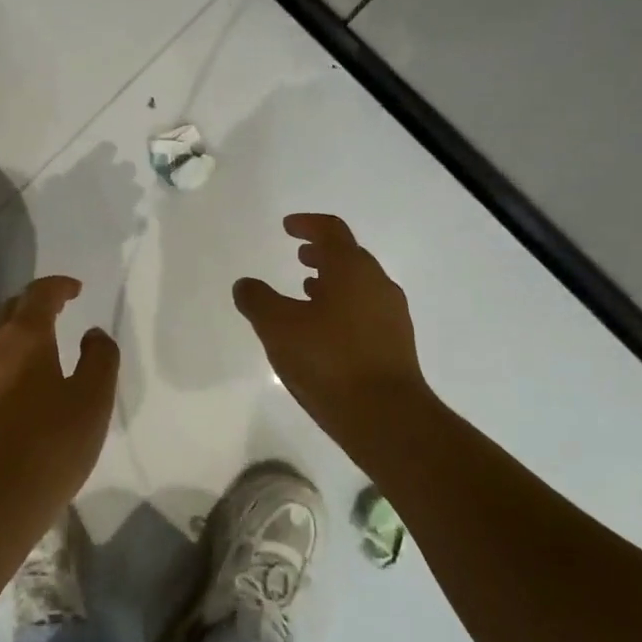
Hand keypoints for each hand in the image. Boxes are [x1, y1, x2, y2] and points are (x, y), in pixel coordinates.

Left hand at [0, 276, 118, 534]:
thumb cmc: (49, 445)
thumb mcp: (93, 400)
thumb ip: (100, 358)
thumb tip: (92, 334)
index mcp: (23, 335)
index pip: (39, 293)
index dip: (59, 286)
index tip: (76, 289)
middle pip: (12, 309)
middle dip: (36, 303)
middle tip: (60, 309)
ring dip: (19, 330)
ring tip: (44, 344)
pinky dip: (8, 357)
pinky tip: (23, 383)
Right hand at [233, 214, 435, 450]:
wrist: (386, 417)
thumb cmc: (329, 361)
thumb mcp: (278, 328)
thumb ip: (257, 300)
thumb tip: (245, 284)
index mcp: (351, 269)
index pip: (331, 231)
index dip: (307, 224)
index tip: (288, 227)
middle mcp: (377, 284)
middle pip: (349, 256)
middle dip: (322, 253)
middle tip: (298, 256)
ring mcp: (391, 315)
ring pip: (359, 285)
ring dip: (332, 281)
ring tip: (306, 292)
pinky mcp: (396, 344)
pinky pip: (366, 311)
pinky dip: (343, 307)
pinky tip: (325, 331)